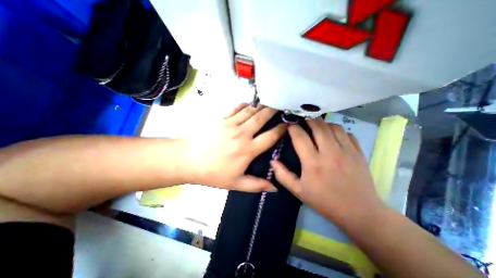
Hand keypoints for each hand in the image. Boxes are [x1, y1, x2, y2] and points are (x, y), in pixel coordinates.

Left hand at [182, 103, 284, 191]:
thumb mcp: (235, 184)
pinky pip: (236, 108)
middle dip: (273, 111)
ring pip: (250, 111)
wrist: (187, 160)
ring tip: (268, 103)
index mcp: (247, 149)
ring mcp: (230, 123)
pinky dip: (244, 105)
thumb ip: (256, 185)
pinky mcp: (220, 118)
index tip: (287, 124)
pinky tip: (248, 104)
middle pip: (261, 118)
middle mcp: (242, 133)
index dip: (281, 129)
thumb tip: (274, 188)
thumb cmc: (212, 173)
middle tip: (280, 105)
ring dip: (260, 106)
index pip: (270, 136)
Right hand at [271, 118, 386, 230]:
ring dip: (323, 123)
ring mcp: (346, 151)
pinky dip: (338, 130)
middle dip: (308, 119)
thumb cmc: (325, 201)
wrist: (359, 212)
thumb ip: (283, 175)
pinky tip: (333, 135)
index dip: (292, 128)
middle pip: (318, 126)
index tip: (289, 125)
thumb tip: (273, 161)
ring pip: (333, 127)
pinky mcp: (358, 152)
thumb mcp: (298, 191)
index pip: (300, 137)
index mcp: (313, 162)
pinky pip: (347, 133)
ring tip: (317, 126)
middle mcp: (329, 152)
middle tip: (302, 120)